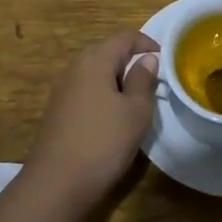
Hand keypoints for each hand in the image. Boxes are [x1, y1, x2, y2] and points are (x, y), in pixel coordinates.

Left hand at [21, 30, 159, 218]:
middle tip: (152, 82)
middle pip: (107, 52)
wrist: (55, 184)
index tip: (165, 59)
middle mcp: (75, 67)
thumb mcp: (135, 112)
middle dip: (131, 62)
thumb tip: (146, 58)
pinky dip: (102, 95)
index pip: (124, 37)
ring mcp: (62, 89)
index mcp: (95, 60)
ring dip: (117, 80)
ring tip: (135, 102)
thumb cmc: (103, 142)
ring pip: (95, 73)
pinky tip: (111, 119)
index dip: (147, 43)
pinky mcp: (57, 111)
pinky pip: (85, 91)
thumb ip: (143, 80)